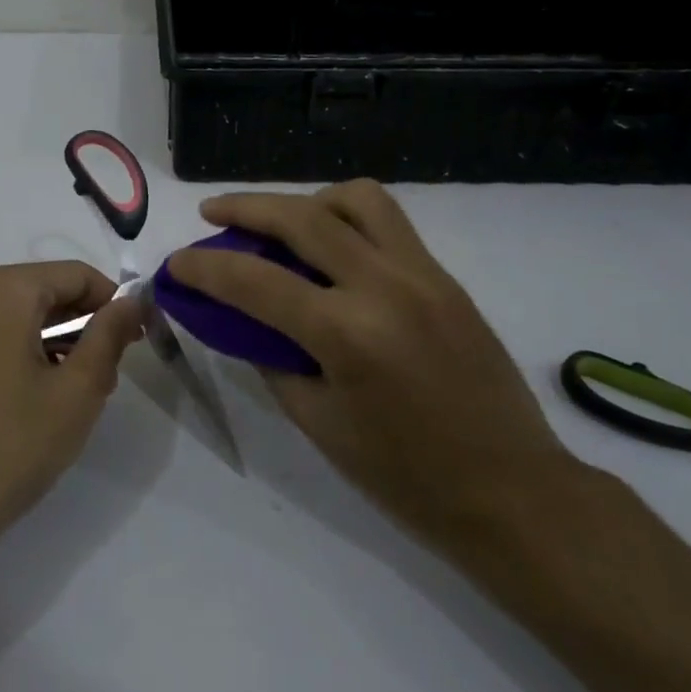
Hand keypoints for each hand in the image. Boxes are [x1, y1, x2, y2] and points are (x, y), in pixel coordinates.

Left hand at [0, 262, 144, 557]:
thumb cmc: (11, 445)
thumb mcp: (78, 391)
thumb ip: (109, 335)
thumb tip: (131, 300)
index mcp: (3, 291)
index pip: (75, 274)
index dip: (113, 302)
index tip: (134, 339)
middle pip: (41, 292)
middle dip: (80, 324)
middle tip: (106, 373)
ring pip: (12, 317)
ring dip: (49, 342)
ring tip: (69, 393)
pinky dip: (13, 354)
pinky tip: (24, 402)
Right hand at [165, 181, 573, 548]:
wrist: (513, 492)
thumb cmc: (406, 477)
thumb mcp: (319, 423)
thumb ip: (271, 358)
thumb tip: (239, 317)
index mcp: (348, 334)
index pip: (255, 280)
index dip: (204, 267)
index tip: (176, 264)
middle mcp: (386, 286)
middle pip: (302, 217)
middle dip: (244, 207)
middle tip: (212, 213)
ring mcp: (423, 274)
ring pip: (356, 199)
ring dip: (306, 201)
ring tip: (282, 226)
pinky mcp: (445, 277)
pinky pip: (388, 223)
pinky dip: (346, 219)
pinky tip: (331, 252)